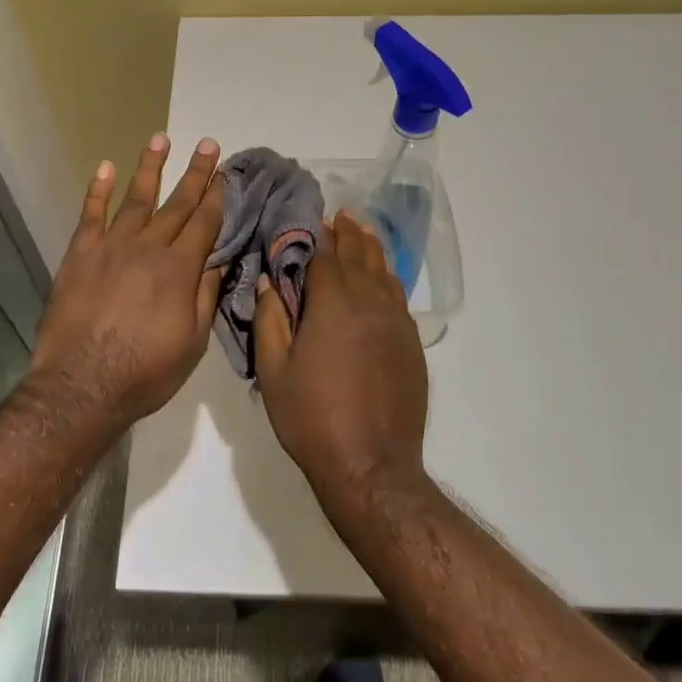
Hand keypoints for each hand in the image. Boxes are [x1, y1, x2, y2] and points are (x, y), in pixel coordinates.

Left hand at [30, 134, 225, 424]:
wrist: (82, 385)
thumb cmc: (146, 371)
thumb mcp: (192, 341)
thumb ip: (206, 294)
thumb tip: (221, 257)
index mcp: (180, 269)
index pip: (205, 222)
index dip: (218, 196)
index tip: (226, 173)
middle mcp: (149, 247)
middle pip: (177, 203)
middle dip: (195, 173)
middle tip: (208, 143)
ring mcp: (112, 246)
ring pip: (136, 198)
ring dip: (150, 167)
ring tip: (160, 138)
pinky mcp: (80, 253)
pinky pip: (91, 214)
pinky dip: (98, 189)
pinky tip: (105, 167)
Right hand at [252, 211, 429, 500]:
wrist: (371, 465)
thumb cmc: (312, 418)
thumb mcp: (273, 371)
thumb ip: (270, 320)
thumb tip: (269, 281)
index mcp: (333, 303)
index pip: (325, 254)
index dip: (316, 234)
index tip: (309, 218)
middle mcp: (370, 302)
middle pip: (360, 254)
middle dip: (348, 232)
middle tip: (339, 216)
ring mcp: (396, 322)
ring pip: (385, 272)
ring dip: (371, 249)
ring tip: (362, 233)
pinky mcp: (411, 343)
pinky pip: (398, 297)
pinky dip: (386, 279)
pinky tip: (381, 279)